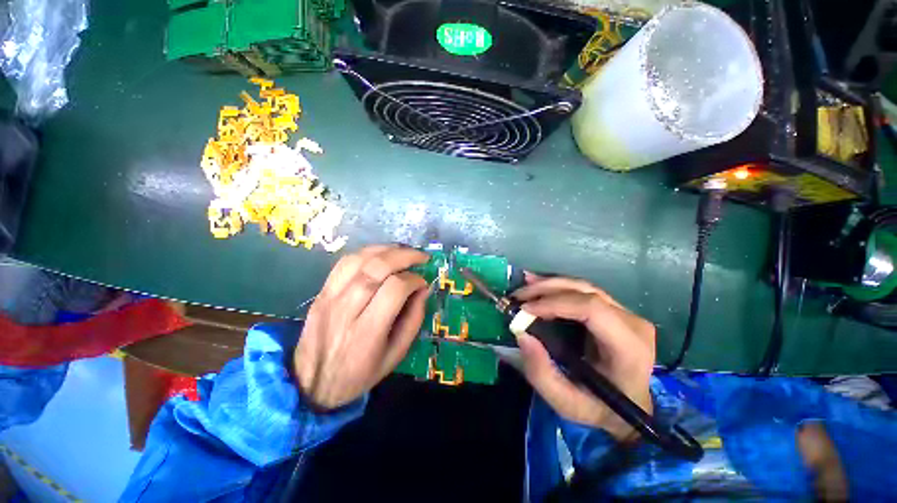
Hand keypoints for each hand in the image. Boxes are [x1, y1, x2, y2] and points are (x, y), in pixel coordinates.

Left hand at [294, 245, 429, 409]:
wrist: (310, 383)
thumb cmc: (360, 373)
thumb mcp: (395, 355)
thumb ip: (413, 320)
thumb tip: (423, 289)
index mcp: (367, 332)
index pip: (395, 290)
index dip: (414, 280)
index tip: (423, 282)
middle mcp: (346, 310)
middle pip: (376, 269)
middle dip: (404, 256)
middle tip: (421, 257)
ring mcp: (329, 298)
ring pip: (360, 260)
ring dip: (386, 250)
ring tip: (404, 252)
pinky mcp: (321, 292)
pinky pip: (344, 262)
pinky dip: (366, 253)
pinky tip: (380, 254)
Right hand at [512, 274, 655, 441]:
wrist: (630, 407)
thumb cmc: (600, 409)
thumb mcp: (567, 403)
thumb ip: (541, 374)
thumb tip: (522, 335)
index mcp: (628, 347)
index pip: (591, 309)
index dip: (555, 303)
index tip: (525, 309)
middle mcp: (632, 323)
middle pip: (585, 291)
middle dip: (546, 289)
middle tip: (518, 296)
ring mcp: (626, 313)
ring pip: (583, 286)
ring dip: (550, 284)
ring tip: (524, 288)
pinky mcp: (615, 309)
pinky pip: (583, 290)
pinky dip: (557, 287)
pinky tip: (538, 284)